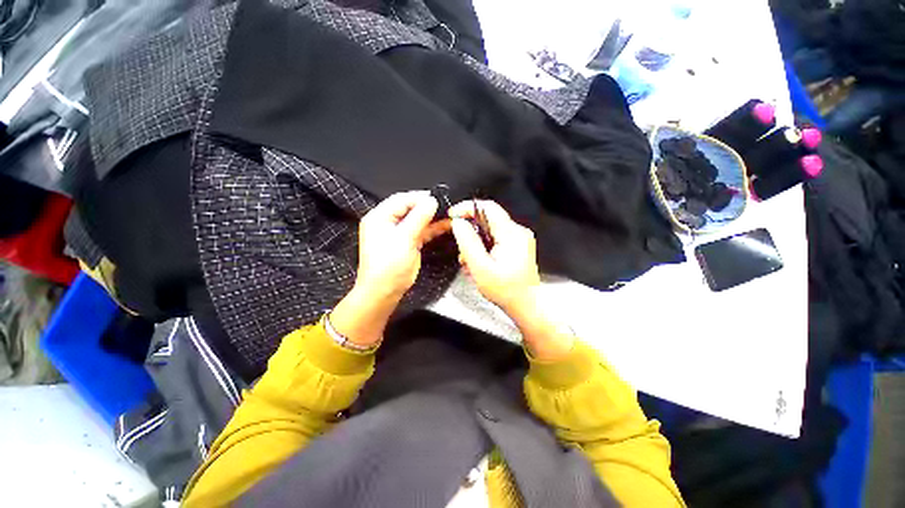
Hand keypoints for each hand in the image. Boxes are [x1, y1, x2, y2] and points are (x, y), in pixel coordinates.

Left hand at [332, 191, 449, 347]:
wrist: (384, 291)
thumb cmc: (389, 264)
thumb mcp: (404, 238)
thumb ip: (418, 217)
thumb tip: (432, 200)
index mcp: (380, 217)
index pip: (402, 199)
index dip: (420, 197)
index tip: (439, 198)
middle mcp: (388, 222)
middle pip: (410, 208)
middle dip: (428, 207)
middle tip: (447, 205)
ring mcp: (399, 233)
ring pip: (418, 220)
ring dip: (433, 218)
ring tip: (451, 214)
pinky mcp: (408, 243)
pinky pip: (421, 231)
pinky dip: (433, 229)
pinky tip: (446, 225)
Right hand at [449, 200, 573, 360]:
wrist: (527, 305)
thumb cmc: (506, 290)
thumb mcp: (480, 267)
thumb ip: (467, 243)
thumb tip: (458, 223)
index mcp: (511, 234)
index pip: (488, 207)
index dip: (467, 208)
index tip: (453, 215)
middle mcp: (518, 232)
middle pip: (487, 220)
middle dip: (470, 233)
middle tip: (462, 251)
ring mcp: (519, 239)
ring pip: (490, 231)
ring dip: (476, 244)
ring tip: (471, 263)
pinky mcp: (518, 246)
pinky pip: (496, 239)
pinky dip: (484, 248)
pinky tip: (480, 264)